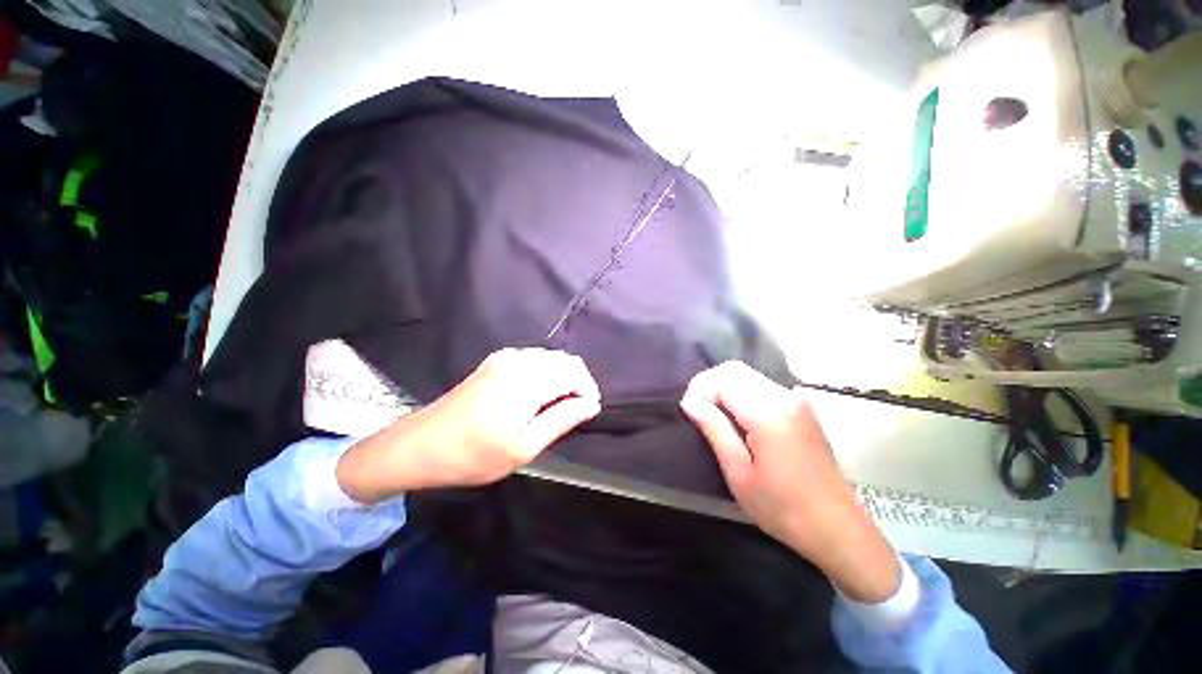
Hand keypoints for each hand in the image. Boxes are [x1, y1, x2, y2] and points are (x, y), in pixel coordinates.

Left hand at [337, 348, 600, 500]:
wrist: (420, 445)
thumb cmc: (472, 454)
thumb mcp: (522, 448)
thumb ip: (561, 420)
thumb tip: (591, 404)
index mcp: (526, 380)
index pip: (575, 373)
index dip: (588, 392)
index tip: (584, 415)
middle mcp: (518, 360)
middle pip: (566, 360)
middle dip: (577, 384)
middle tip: (571, 414)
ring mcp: (505, 357)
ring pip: (552, 358)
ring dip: (562, 379)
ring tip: (554, 409)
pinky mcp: (497, 360)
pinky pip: (536, 359)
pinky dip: (546, 374)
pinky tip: (536, 398)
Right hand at [680, 362, 899, 602]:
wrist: (837, 528)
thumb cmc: (783, 508)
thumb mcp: (739, 473)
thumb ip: (714, 430)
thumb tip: (690, 403)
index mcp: (769, 413)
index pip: (723, 379)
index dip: (699, 389)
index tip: (688, 411)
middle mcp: (784, 396)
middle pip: (735, 369)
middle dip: (709, 384)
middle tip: (697, 411)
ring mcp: (796, 400)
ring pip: (747, 375)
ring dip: (724, 388)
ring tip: (712, 415)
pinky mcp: (801, 407)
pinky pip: (761, 386)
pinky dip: (740, 393)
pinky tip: (736, 418)